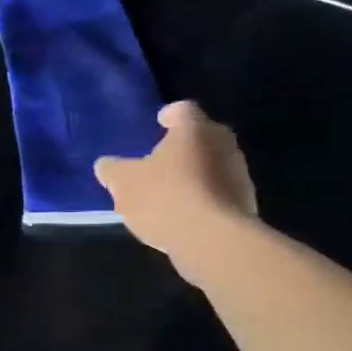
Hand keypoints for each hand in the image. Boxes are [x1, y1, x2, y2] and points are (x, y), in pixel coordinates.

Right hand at [94, 100, 257, 284]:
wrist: (213, 240)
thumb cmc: (165, 198)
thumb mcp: (123, 183)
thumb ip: (112, 170)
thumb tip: (106, 165)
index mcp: (195, 130)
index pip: (183, 110)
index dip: (169, 115)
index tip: (159, 122)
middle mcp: (223, 144)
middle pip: (202, 137)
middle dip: (182, 146)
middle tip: (160, 159)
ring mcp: (239, 175)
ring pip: (212, 165)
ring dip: (194, 174)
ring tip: (169, 192)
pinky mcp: (245, 204)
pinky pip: (218, 193)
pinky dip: (202, 198)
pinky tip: (184, 215)